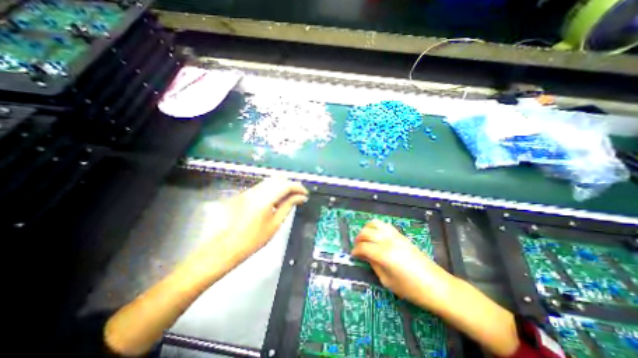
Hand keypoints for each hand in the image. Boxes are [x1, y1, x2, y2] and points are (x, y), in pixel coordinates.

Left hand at [182, 177, 308, 280]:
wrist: (224, 248)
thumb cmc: (252, 240)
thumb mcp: (274, 224)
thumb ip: (288, 206)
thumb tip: (300, 197)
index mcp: (264, 199)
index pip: (286, 185)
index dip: (298, 187)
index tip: (305, 195)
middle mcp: (256, 191)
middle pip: (278, 178)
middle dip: (290, 185)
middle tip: (297, 196)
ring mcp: (248, 191)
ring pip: (270, 181)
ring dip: (281, 186)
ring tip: (287, 199)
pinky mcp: (244, 194)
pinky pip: (262, 186)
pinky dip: (272, 190)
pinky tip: (274, 201)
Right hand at [351, 220, 455, 313]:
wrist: (436, 285)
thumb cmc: (411, 289)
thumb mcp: (387, 281)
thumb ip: (374, 265)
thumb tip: (365, 256)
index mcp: (383, 254)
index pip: (363, 247)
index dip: (356, 251)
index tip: (353, 255)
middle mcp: (388, 241)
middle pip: (366, 232)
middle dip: (358, 238)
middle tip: (357, 247)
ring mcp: (395, 236)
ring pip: (375, 223)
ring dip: (366, 229)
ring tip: (365, 238)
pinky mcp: (401, 235)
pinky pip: (384, 225)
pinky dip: (376, 227)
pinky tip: (376, 235)